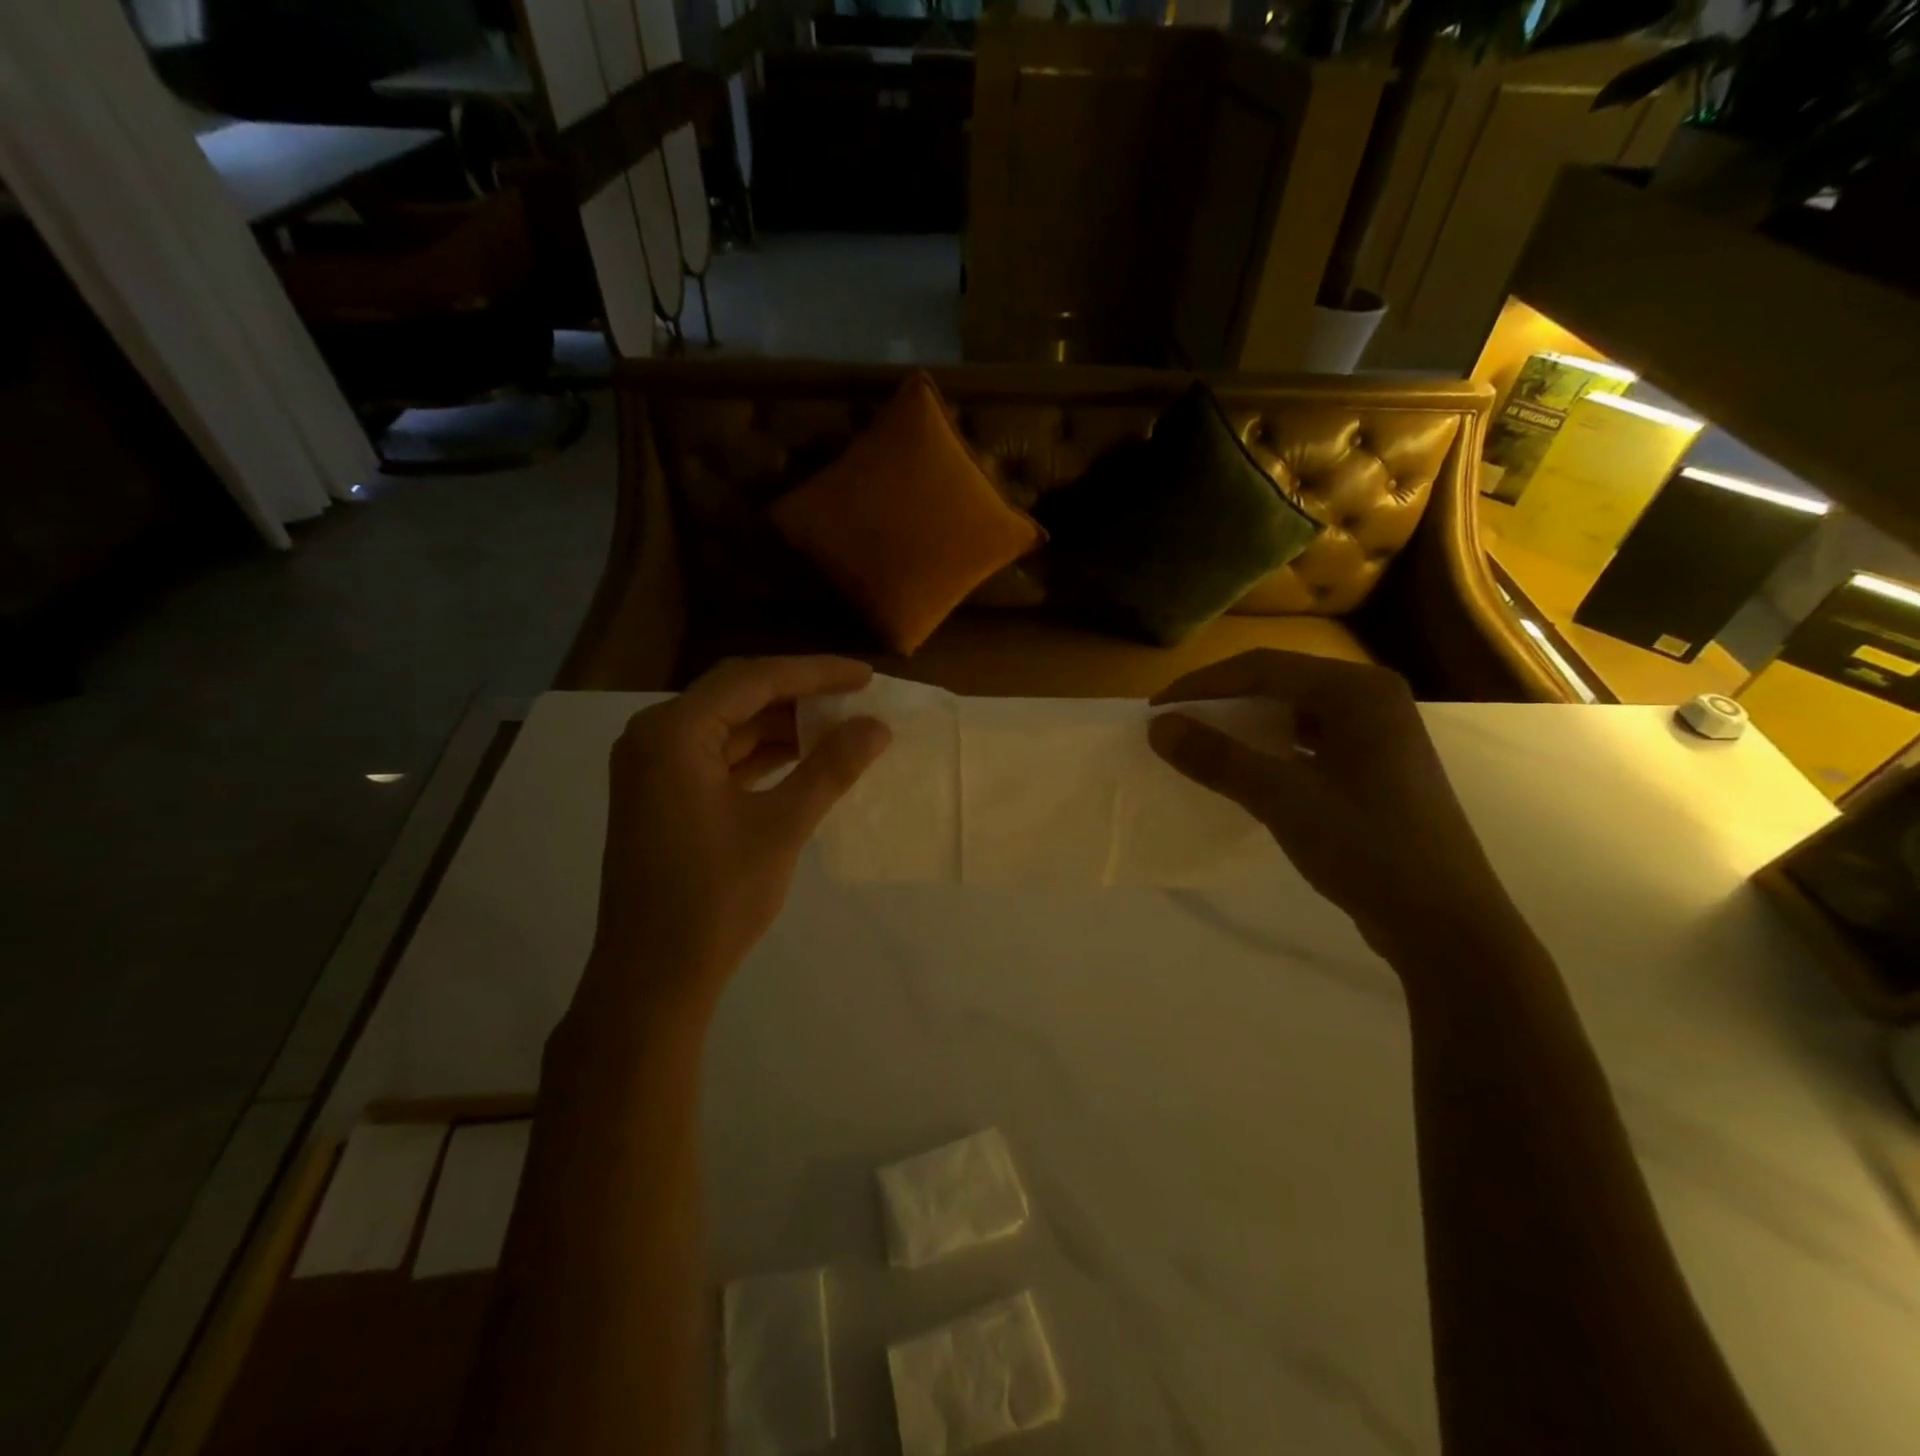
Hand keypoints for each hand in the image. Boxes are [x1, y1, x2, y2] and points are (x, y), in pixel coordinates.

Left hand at [588, 657, 890, 1017]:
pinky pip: (719, 757)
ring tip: (839, 726)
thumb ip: (830, 769)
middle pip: (738, 695)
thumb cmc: (714, 899)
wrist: (652, 977)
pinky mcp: (663, 796)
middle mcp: (655, 737)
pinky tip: (802, 759)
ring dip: (782, 725)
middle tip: (856, 696)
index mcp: (673, 732)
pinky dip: (762, 755)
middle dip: (799, 694)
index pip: (753, 680)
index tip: (866, 676)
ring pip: (729, 726)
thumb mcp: (780, 827)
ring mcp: (654, 768)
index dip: (815, 673)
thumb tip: (877, 727)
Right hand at [1148, 650, 1524, 966]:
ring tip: (1202, 744)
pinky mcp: (1376, 769)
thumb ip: (1218, 758)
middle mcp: (1373, 700)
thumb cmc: (1368, 848)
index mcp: (1358, 691)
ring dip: (1245, 726)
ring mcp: (1379, 735)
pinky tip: (1248, 771)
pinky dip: (1271, 750)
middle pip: (1280, 684)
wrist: (1445, 923)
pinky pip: (1309, 742)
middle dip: (1223, 702)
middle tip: (1176, 724)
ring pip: (1294, 714)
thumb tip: (1158, 726)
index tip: (1157, 710)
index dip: (1203, 685)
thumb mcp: (1283, 799)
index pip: (1264, 668)